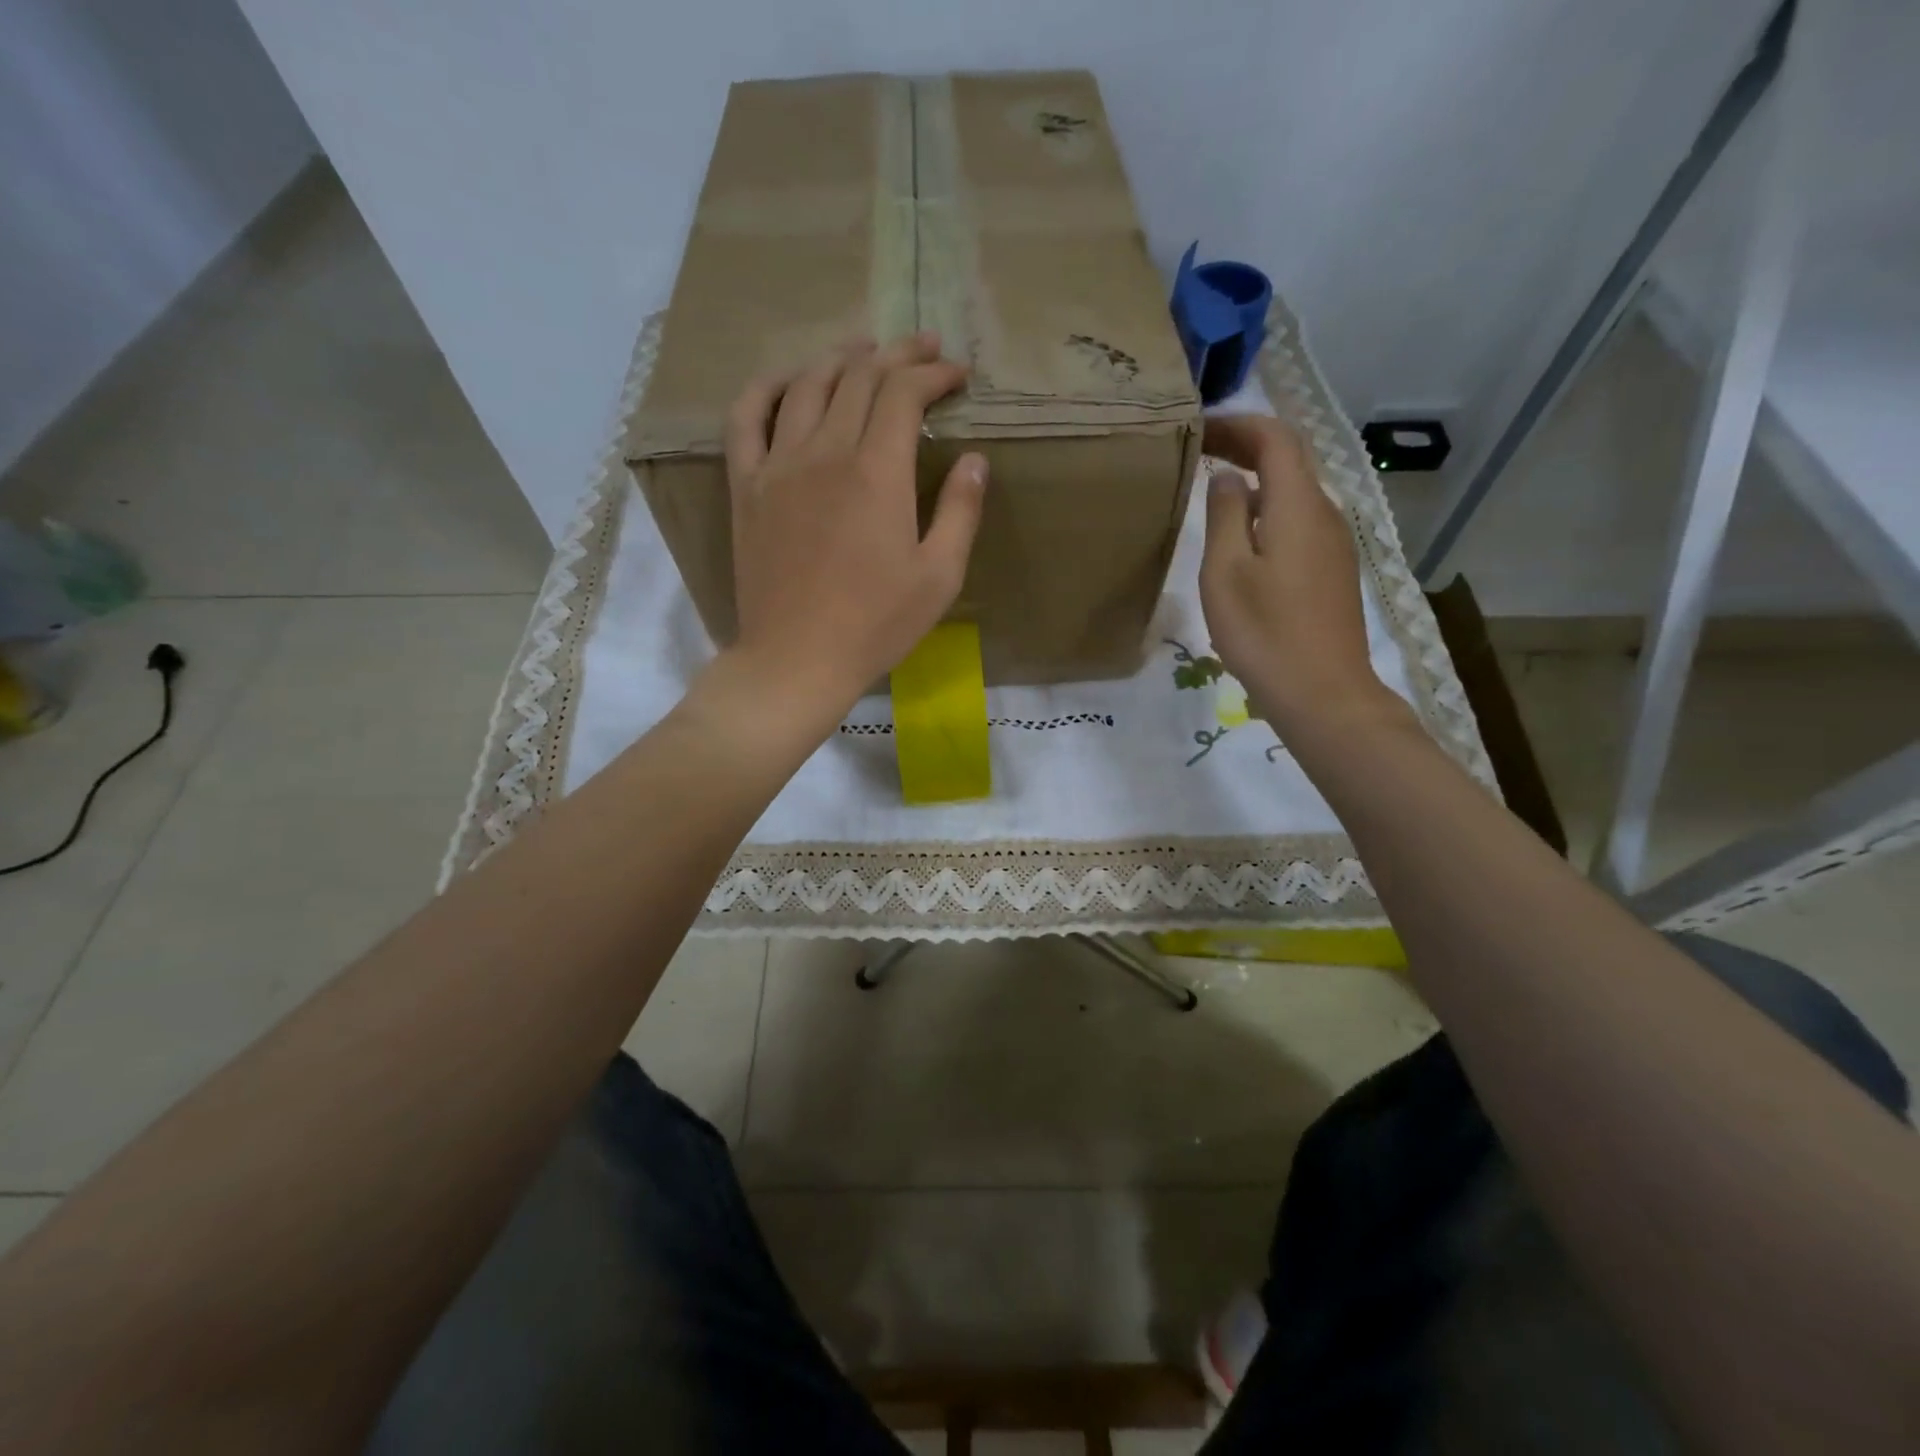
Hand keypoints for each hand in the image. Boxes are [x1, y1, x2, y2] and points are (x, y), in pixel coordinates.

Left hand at [721, 332, 986, 719]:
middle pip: (858, 376)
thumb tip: (975, 459)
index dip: (934, 374)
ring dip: (840, 358)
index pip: (904, 393)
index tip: (958, 374)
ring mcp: (778, 465)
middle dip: (898, 354)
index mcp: (877, 472)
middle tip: (924, 349)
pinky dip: (767, 387)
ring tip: (865, 350)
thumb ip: (961, 511)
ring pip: (807, 385)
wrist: (797, 659)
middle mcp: (825, 452)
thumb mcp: (939, 576)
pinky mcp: (747, 487)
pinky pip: (746, 417)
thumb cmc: (876, 625)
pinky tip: (787, 381)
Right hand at [1199, 414, 1391, 735]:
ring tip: (1213, 488)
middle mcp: (1325, 513)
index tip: (1197, 427)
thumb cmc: (1264, 632)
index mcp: (1298, 505)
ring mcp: (1334, 543)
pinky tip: (1243, 535)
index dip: (1237, 424)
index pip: (1275, 438)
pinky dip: (1268, 509)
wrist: (1323, 693)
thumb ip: (1224, 515)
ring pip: (1295, 492)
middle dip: (1246, 445)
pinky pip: (1300, 521)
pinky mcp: (1333, 570)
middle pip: (1290, 460)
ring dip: (1257, 478)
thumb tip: (1228, 477)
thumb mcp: (1226, 572)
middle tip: (1200, 450)